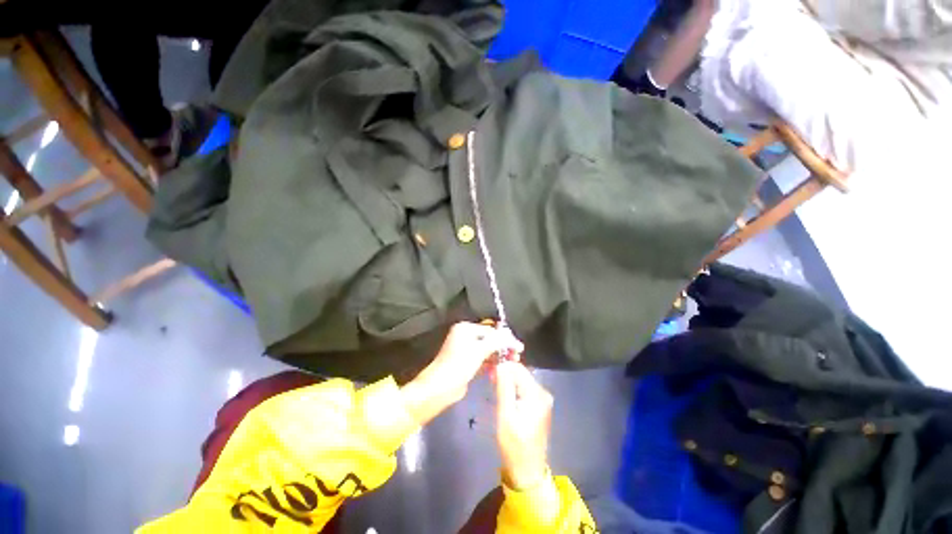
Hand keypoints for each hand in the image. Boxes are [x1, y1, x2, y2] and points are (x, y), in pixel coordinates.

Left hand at [401, 322, 522, 425]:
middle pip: (490, 339)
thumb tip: (512, 337)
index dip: (506, 338)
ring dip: (499, 357)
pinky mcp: (467, 363)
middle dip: (504, 348)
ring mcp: (466, 350)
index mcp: (466, 329)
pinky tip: (500, 370)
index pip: (491, 330)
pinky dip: (492, 364)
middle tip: (517, 356)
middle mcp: (465, 336)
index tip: (520, 348)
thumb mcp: (479, 350)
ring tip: (512, 363)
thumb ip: (497, 342)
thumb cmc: (459, 365)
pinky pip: (483, 360)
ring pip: (488, 350)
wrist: (440, 388)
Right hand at [495, 361, 552, 490]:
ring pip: (521, 380)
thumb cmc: (514, 445)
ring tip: (495, 388)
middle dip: (505, 374)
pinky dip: (513, 388)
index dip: (503, 367)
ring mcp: (542, 398)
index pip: (518, 368)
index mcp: (536, 393)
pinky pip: (524, 388)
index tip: (490, 373)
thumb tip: (501, 364)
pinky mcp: (539, 404)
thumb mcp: (505, 415)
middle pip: (521, 373)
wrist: (527, 470)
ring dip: (508, 381)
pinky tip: (504, 395)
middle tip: (490, 381)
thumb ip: (504, 388)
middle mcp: (543, 392)